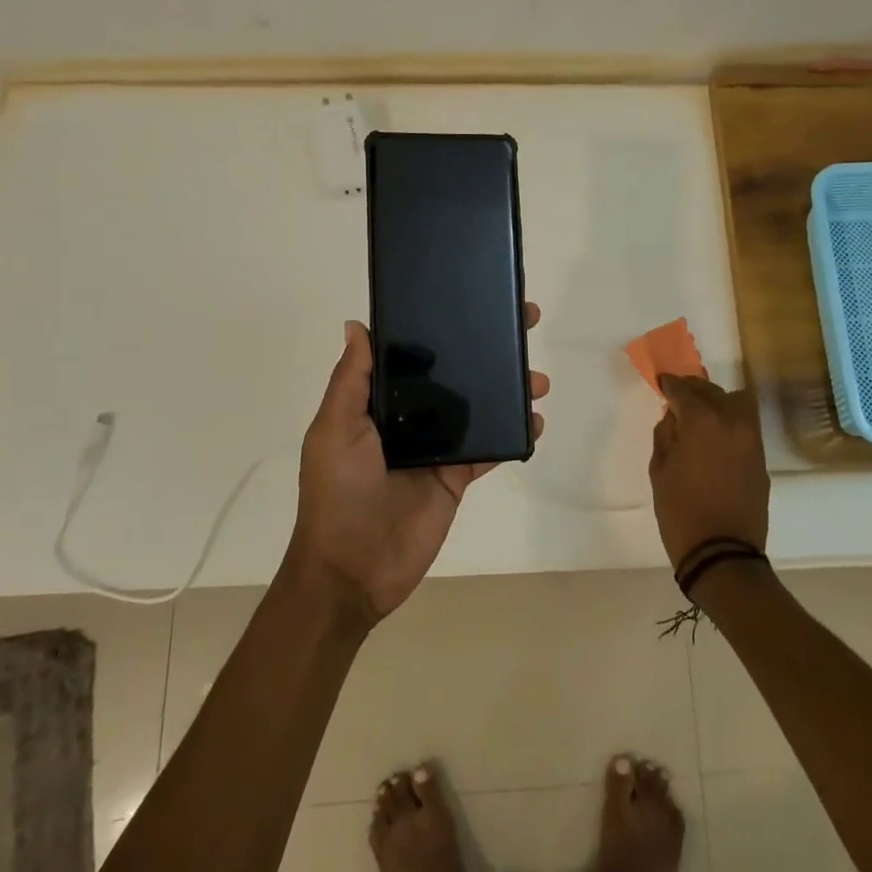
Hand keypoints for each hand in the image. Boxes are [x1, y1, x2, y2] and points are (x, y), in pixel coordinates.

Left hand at [288, 305, 547, 622]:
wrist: (353, 570)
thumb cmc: (338, 493)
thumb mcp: (334, 430)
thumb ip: (352, 380)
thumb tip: (357, 325)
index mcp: (377, 403)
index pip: (413, 356)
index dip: (439, 328)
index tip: (470, 300)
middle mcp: (410, 419)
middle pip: (454, 375)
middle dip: (486, 350)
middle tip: (522, 325)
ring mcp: (437, 448)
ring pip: (479, 409)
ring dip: (508, 390)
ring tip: (536, 379)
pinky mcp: (458, 477)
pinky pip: (490, 450)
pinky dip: (513, 435)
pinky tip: (534, 420)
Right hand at [649, 374, 768, 567]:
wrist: (722, 553)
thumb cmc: (681, 512)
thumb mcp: (660, 471)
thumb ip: (665, 435)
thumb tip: (673, 415)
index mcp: (703, 422)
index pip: (684, 390)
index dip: (670, 384)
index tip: (661, 383)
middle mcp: (732, 422)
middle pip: (713, 391)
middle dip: (694, 390)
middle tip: (679, 398)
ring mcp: (751, 440)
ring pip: (737, 403)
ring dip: (717, 402)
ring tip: (701, 415)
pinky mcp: (761, 458)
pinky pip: (745, 426)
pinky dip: (730, 422)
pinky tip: (715, 437)